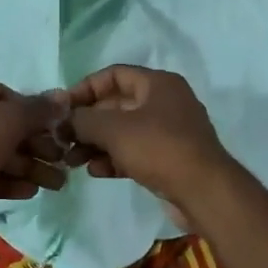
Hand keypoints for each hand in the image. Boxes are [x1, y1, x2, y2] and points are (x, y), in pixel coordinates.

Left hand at [0, 78, 70, 211]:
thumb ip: (36, 110)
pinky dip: (3, 180)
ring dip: (24, 167)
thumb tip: (63, 97)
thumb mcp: (7, 123)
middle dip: (33, 146)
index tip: (53, 130)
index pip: (2, 94)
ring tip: (54, 183)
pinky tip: (29, 192)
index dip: (31, 111)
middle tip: (60, 162)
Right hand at [64, 65, 234, 218]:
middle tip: (63, 139)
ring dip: (96, 144)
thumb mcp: (114, 129)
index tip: (63, 108)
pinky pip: (135, 152)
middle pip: (117, 105)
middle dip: (87, 122)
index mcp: (158, 83)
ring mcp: (170, 132)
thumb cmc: (159, 148)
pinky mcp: (170, 159)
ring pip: (124, 132)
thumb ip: (83, 120)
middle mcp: (166, 102)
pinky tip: (95, 172)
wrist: (205, 193)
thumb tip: (64, 120)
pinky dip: (114, 159)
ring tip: (72, 160)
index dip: (85, 88)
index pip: (114, 75)